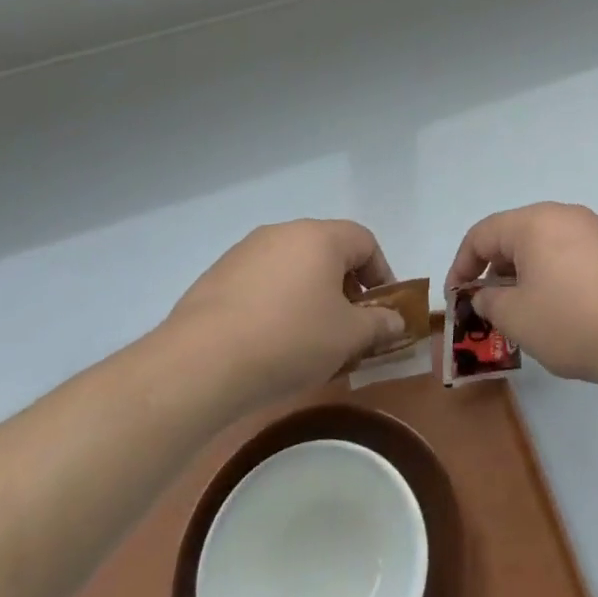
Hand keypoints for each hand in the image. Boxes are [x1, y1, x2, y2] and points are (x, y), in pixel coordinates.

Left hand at [163, 220, 406, 411]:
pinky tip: (268, 340)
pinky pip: (261, 282)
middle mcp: (283, 232)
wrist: (201, 363)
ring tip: (308, 337)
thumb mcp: (348, 337)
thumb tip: (396, 321)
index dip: (381, 273)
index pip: (365, 242)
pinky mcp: (216, 276)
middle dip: (344, 286)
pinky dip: (275, 302)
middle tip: (348, 325)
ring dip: (309, 294)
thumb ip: (379, 324)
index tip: (382, 310)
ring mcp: (245, 252)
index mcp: (320, 236)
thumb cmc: (290, 340)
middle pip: (328, 250)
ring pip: (292, 266)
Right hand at [443, 203, 597, 392]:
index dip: (461, 265)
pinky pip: (575, 257)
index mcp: (534, 222)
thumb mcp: (518, 318)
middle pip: (516, 236)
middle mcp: (566, 215)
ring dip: (527, 276)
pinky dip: (557, 279)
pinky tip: (565, 314)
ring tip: (526, 316)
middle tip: (490, 309)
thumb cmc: (575, 321)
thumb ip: (490, 302)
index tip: (456, 298)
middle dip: (496, 271)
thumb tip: (486, 294)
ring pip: (547, 247)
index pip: (482, 233)